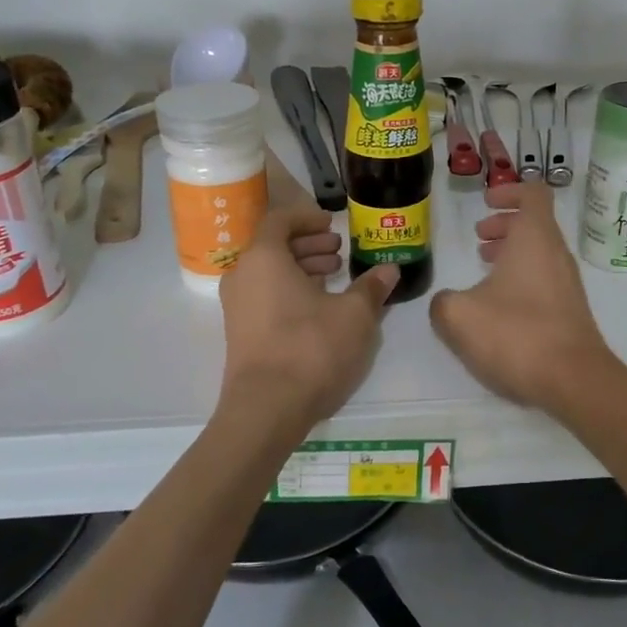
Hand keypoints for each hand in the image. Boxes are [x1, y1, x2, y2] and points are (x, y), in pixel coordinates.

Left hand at [218, 205, 398, 426]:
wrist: (267, 408)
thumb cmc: (311, 347)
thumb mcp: (355, 315)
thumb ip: (371, 287)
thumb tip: (389, 269)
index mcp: (264, 258)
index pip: (280, 220)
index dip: (308, 217)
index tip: (333, 224)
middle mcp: (242, 276)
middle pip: (274, 246)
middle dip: (309, 244)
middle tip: (340, 252)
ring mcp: (237, 307)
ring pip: (270, 273)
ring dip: (302, 269)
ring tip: (335, 278)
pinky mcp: (241, 333)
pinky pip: (265, 296)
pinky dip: (291, 291)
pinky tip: (320, 309)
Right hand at [429, 181, 617, 410]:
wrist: (573, 380)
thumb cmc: (517, 334)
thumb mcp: (459, 316)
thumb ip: (443, 301)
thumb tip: (446, 302)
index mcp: (535, 238)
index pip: (533, 193)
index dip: (509, 190)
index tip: (485, 202)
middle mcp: (556, 254)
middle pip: (535, 223)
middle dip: (505, 224)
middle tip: (479, 237)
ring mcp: (567, 283)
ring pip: (539, 253)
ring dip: (511, 253)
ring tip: (483, 270)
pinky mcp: (570, 310)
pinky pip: (544, 279)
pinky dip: (521, 278)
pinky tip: (498, 307)